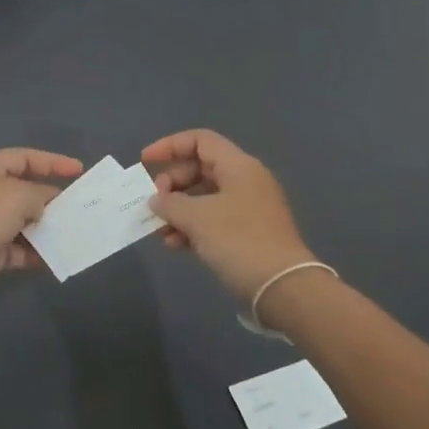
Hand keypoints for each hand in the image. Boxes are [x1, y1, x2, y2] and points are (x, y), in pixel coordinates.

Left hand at [0, 148, 83, 305]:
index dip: (53, 162)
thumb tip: (45, 205)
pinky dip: (33, 253)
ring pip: (21, 222)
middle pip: (24, 190)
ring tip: (74, 236)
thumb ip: (39, 196)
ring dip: (45, 229)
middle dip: (52, 200)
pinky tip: (54, 260)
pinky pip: (14, 249)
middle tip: (81, 209)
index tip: (80, 171)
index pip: (25, 157)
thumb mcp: (15, 197)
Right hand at [142, 129, 314, 298]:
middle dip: (172, 183)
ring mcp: (249, 208)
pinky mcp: (248, 233)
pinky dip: (192, 227)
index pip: (200, 140)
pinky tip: (175, 245)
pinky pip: (213, 219)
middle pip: (200, 168)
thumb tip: (157, 200)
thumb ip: (171, 203)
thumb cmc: (239, 241)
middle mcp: (245, 180)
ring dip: (178, 210)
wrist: (283, 287)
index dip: (169, 146)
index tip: (145, 162)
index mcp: (239, 166)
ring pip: (204, 197)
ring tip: (160, 231)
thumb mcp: (198, 218)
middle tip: (155, 203)